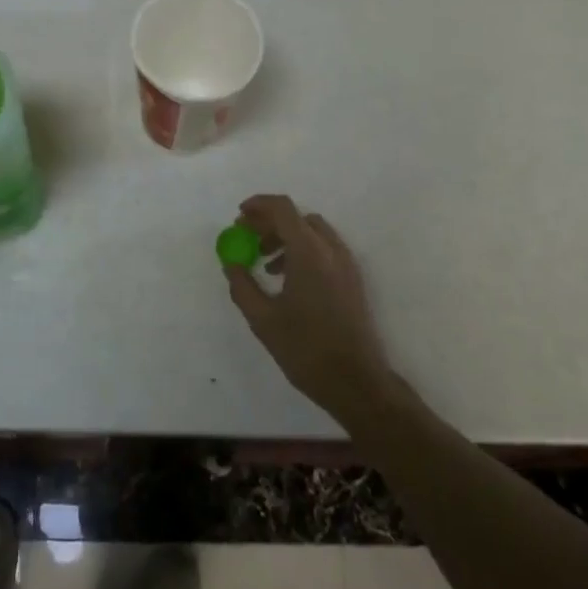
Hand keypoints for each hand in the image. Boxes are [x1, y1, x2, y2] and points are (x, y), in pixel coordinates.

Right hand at [224, 195, 394, 421]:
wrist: (356, 382)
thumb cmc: (305, 349)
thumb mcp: (262, 319)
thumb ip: (242, 285)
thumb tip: (231, 263)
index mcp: (309, 253)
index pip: (283, 209)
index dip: (258, 206)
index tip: (239, 216)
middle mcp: (331, 250)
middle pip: (297, 218)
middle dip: (269, 222)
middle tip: (246, 238)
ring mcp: (346, 264)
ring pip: (312, 233)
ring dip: (285, 237)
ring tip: (263, 262)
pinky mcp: (352, 279)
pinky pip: (324, 249)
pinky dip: (302, 251)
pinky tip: (286, 279)